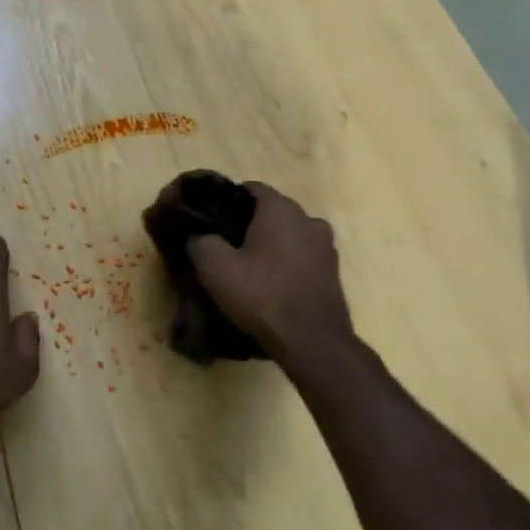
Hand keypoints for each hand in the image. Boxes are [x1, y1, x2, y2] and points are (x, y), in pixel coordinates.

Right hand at [186, 183, 352, 357]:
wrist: (312, 341)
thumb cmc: (261, 295)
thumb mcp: (215, 267)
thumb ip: (201, 240)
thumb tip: (197, 234)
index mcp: (280, 209)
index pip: (251, 188)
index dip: (227, 200)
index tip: (211, 219)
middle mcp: (308, 218)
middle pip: (271, 211)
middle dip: (249, 223)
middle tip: (225, 245)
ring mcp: (326, 246)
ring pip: (289, 234)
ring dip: (271, 244)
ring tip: (249, 267)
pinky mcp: (332, 272)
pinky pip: (302, 256)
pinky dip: (287, 263)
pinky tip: (271, 284)